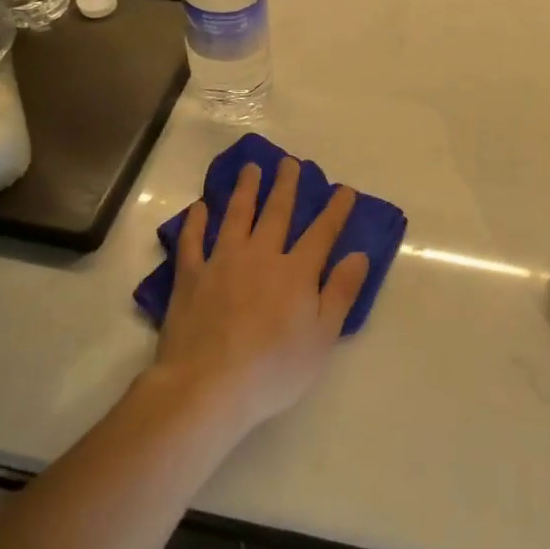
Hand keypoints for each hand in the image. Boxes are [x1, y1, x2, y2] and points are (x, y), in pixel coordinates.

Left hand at [149, 158, 369, 432]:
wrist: (207, 386)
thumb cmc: (273, 369)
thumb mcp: (322, 337)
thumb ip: (341, 292)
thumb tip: (358, 255)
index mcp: (296, 272)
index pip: (322, 232)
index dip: (335, 210)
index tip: (344, 189)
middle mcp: (261, 255)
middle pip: (277, 212)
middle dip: (287, 186)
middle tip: (291, 162)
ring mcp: (222, 261)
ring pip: (236, 215)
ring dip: (246, 189)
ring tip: (251, 168)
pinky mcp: (190, 276)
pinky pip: (193, 240)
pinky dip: (197, 221)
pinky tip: (200, 206)